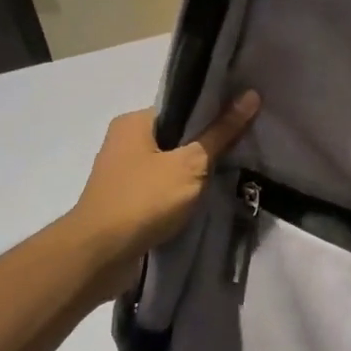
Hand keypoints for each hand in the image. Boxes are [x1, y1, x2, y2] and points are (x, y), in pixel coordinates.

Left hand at [68, 92, 260, 295]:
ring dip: (194, 175)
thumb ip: (221, 133)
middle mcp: (123, 142)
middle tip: (243, 150)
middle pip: (176, 137)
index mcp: (134, 122)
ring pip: (169, 166)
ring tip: (230, 176)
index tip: (243, 121)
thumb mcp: (190, 165)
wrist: (99, 255)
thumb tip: (251, 95)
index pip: (181, 108)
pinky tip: (203, 202)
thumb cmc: (144, 200)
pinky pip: (161, 191)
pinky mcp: (125, 203)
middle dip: (206, 146)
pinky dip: (180, 195)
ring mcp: (122, 175)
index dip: (213, 113)